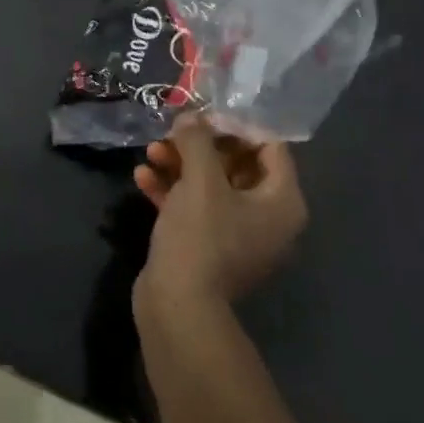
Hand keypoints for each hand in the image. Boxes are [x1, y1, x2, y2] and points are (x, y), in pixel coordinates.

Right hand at [134, 113, 307, 310]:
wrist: (178, 306)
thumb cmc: (201, 237)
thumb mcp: (201, 180)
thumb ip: (197, 140)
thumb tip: (191, 117)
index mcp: (282, 202)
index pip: (270, 148)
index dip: (236, 126)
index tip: (202, 116)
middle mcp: (267, 218)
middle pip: (236, 165)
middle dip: (200, 145)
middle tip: (171, 132)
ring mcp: (236, 236)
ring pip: (210, 186)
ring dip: (180, 165)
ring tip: (150, 151)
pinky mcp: (207, 249)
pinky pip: (193, 210)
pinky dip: (171, 191)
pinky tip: (142, 177)